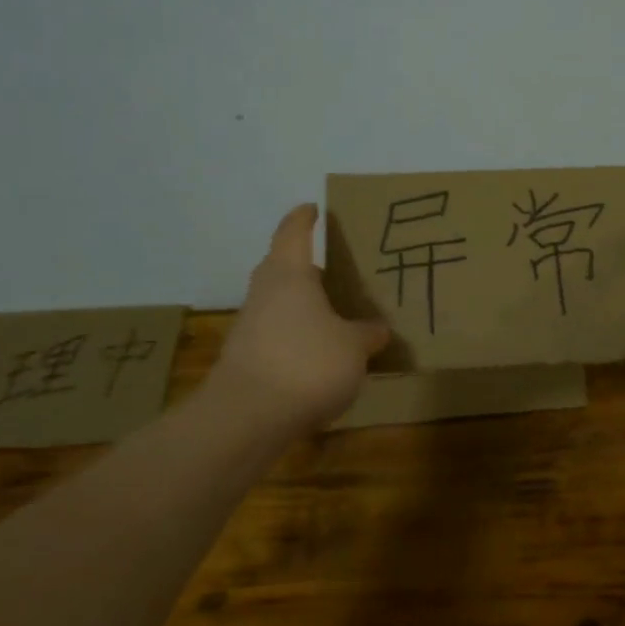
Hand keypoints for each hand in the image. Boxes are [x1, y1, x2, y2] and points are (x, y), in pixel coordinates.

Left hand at [207, 203, 390, 429]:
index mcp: (290, 275)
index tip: (314, 209)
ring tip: (337, 317)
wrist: (248, 416)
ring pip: (280, 303)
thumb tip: (377, 329)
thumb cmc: (307, 363)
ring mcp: (250, 326)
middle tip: (338, 271)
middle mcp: (265, 293)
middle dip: (308, 268)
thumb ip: (367, 334)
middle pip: (283, 268)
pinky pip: (277, 334)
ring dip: (304, 306)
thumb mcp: (354, 347)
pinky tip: (321, 356)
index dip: (304, 218)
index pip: (293, 233)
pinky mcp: (247, 358)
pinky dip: (297, 336)